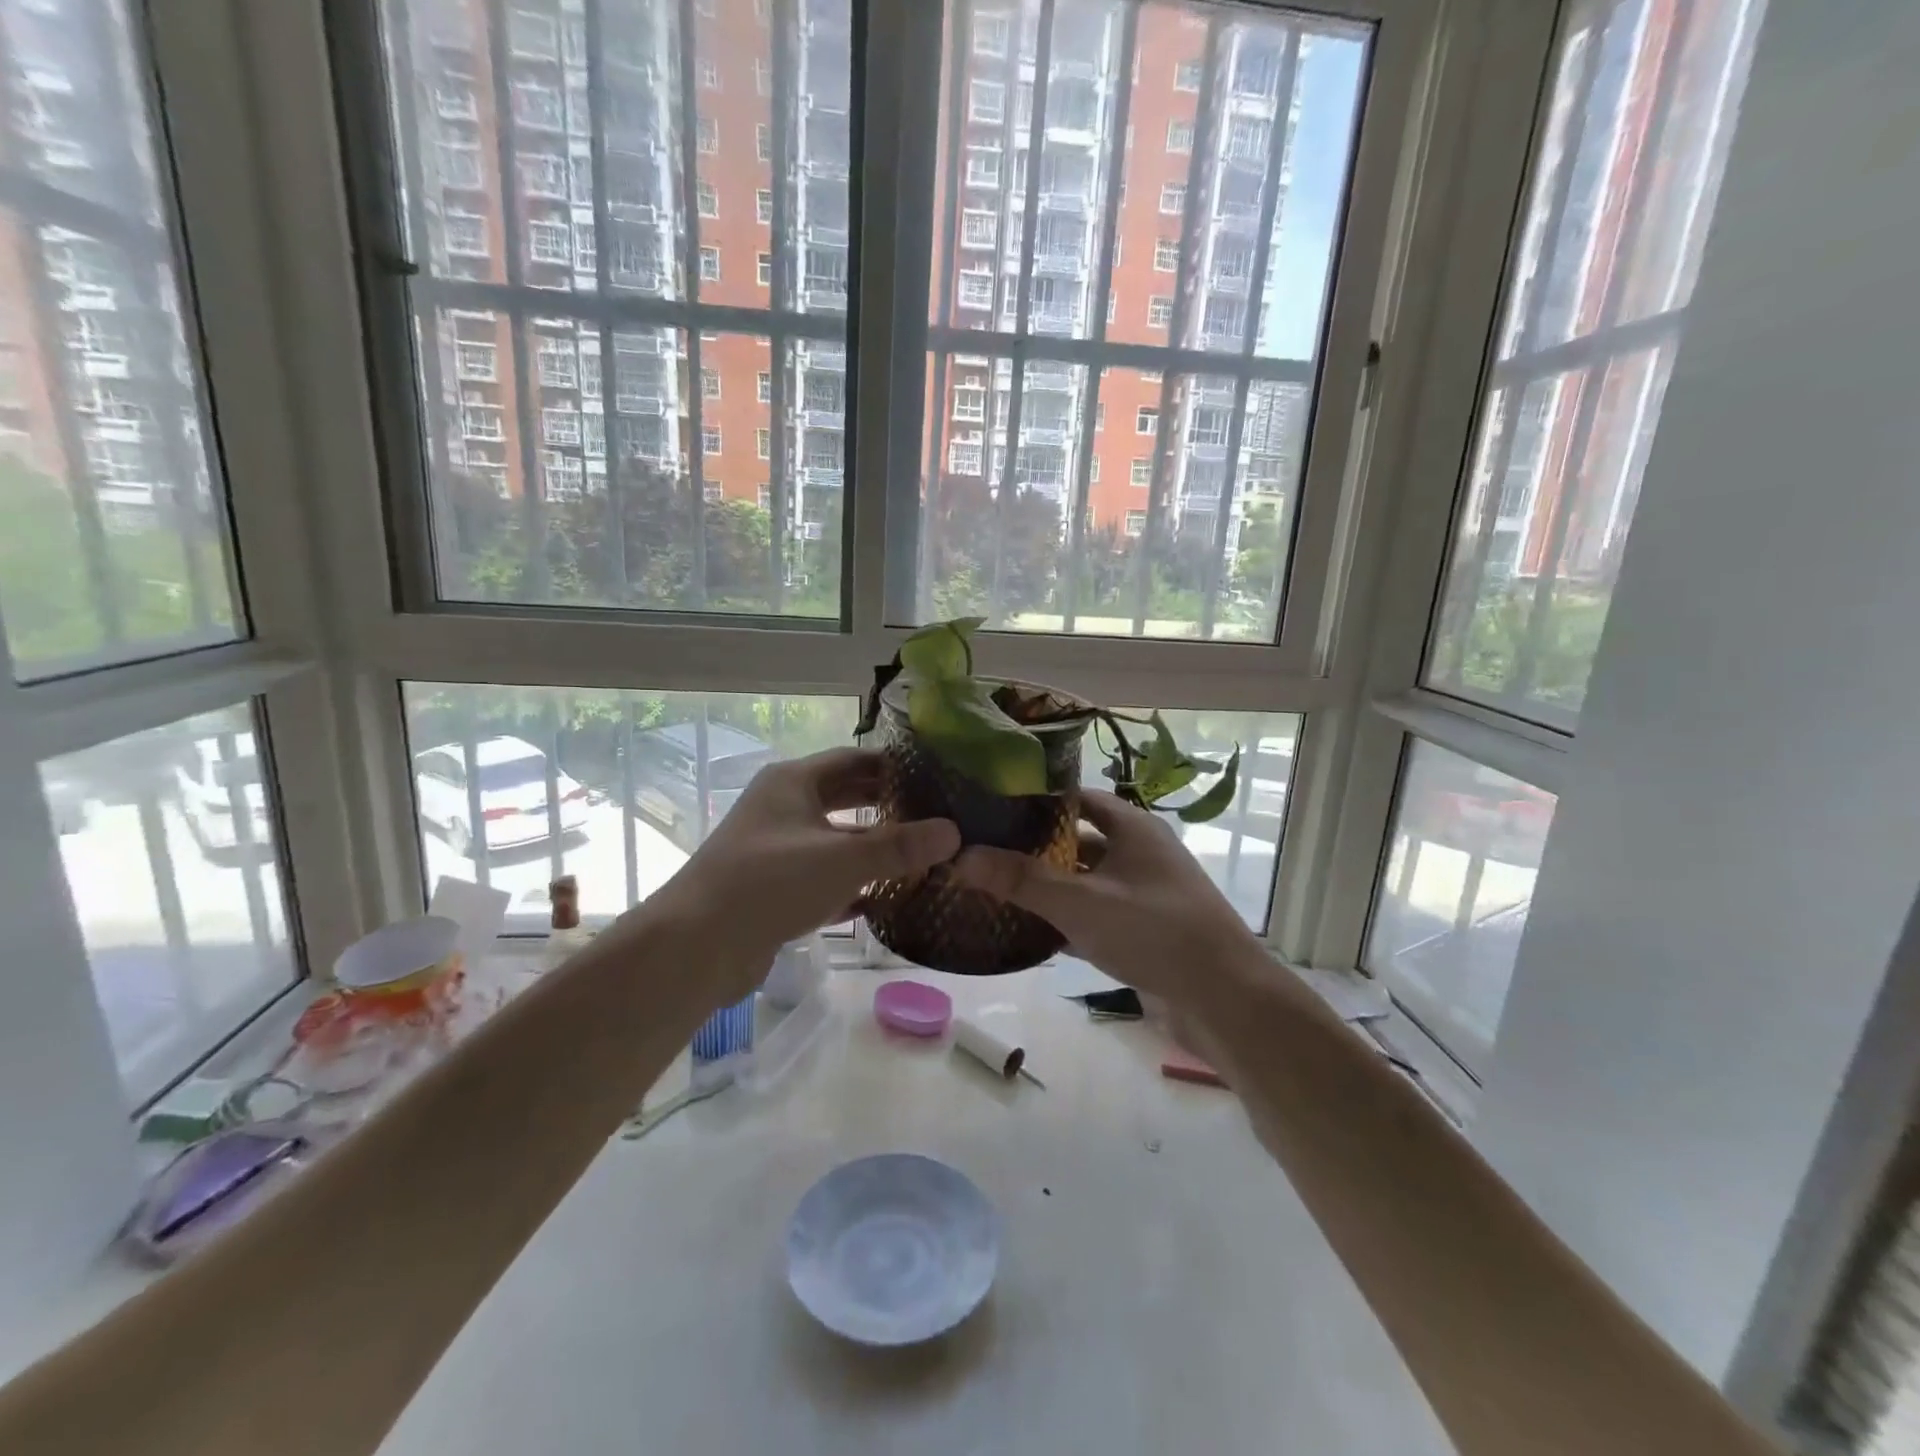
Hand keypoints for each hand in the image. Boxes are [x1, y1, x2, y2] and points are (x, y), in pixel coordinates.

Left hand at [646, 747, 959, 1000]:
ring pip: (833, 839)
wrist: (696, 946)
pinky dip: (851, 883)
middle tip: (933, 813)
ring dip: (871, 846)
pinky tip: (885, 897)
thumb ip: (900, 847)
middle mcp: (781, 808)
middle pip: (843, 796)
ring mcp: (774, 849)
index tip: (933, 775)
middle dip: (885, 804)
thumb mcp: (844, 859)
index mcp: (793, 782)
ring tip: (917, 853)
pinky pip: (822, 876)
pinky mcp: (772, 888)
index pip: (852, 759)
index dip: (892, 764)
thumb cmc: (771, 883)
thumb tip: (954, 832)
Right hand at [948, 789, 1263, 1005]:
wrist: (1227, 1000)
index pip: (1078, 798)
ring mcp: (1145, 894)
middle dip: (1036, 848)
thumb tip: (961, 856)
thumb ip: (1022, 880)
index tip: (994, 808)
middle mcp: (1140, 853)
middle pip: (1079, 841)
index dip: (1038, 801)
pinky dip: (1068, 921)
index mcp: (1133, 828)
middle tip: (985, 853)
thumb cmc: (1155, 931)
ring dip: (1050, 887)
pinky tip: (1031, 933)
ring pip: (1086, 881)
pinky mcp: (1145, 931)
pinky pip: (1097, 916)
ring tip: (998, 890)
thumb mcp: (1082, 902)